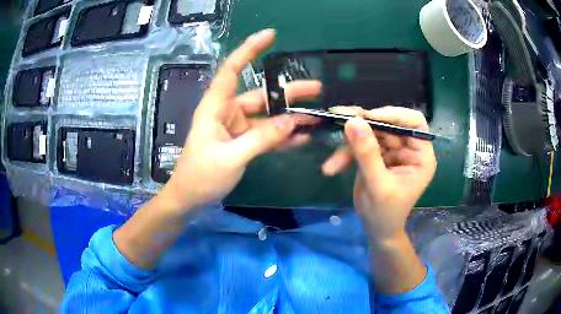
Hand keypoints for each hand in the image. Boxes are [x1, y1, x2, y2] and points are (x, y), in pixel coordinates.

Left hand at [159, 29, 321, 211]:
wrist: (190, 198)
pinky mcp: (244, 142)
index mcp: (216, 107)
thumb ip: (261, 139)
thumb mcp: (230, 157)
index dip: (249, 50)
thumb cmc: (201, 176)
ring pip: (268, 116)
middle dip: (288, 91)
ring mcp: (237, 128)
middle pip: (260, 94)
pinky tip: (303, 137)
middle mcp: (228, 112)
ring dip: (290, 117)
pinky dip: (283, 136)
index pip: (232, 69)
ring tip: (316, 116)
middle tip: (317, 88)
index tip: (270, 35)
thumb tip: (292, 121)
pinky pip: (267, 134)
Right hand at [321, 106, 436, 241]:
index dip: (394, 115)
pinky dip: (345, 154)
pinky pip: (359, 145)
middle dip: (363, 127)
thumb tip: (353, 121)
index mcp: (420, 155)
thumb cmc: (385, 213)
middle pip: (387, 124)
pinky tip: (332, 168)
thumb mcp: (378, 186)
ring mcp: (391, 150)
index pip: (414, 123)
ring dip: (349, 145)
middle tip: (339, 121)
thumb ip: (367, 154)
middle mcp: (408, 148)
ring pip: (370, 133)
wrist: (376, 229)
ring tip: (333, 163)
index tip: (369, 116)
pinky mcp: (376, 154)